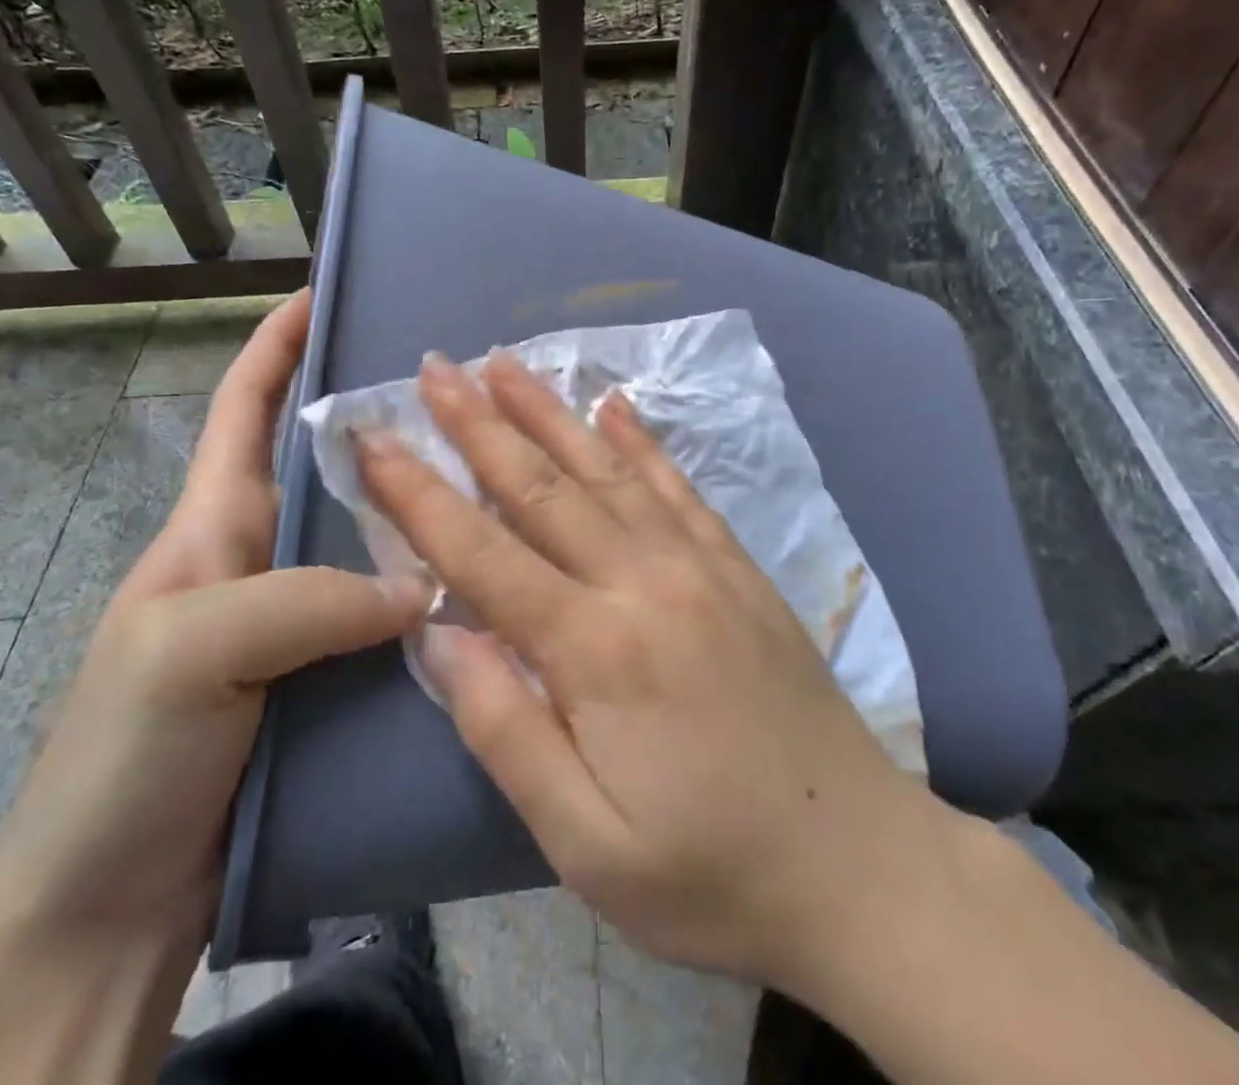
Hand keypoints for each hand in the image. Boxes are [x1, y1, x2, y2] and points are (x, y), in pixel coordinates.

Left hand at [0, 291, 427, 950]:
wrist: (110, 905)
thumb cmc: (124, 755)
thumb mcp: (193, 650)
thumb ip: (306, 601)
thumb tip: (425, 585)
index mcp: (215, 523)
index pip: (247, 407)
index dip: (279, 343)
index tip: (325, 291)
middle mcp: (264, 555)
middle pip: (330, 465)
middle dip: (383, 418)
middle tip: (462, 394)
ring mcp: (300, 617)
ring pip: (370, 537)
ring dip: (420, 507)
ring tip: (495, 478)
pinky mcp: (331, 674)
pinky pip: (389, 612)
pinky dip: (432, 592)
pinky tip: (486, 585)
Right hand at [356, 350, 960, 991]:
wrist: (863, 868)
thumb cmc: (712, 876)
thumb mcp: (587, 843)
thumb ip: (505, 731)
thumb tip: (439, 636)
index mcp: (596, 650)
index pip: (482, 553)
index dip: (420, 494)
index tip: (375, 439)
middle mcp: (644, 583)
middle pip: (542, 486)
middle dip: (479, 424)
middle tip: (433, 369)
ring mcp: (699, 565)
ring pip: (607, 469)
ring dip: (549, 412)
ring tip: (504, 362)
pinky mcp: (738, 568)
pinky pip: (677, 487)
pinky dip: (640, 441)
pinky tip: (614, 403)